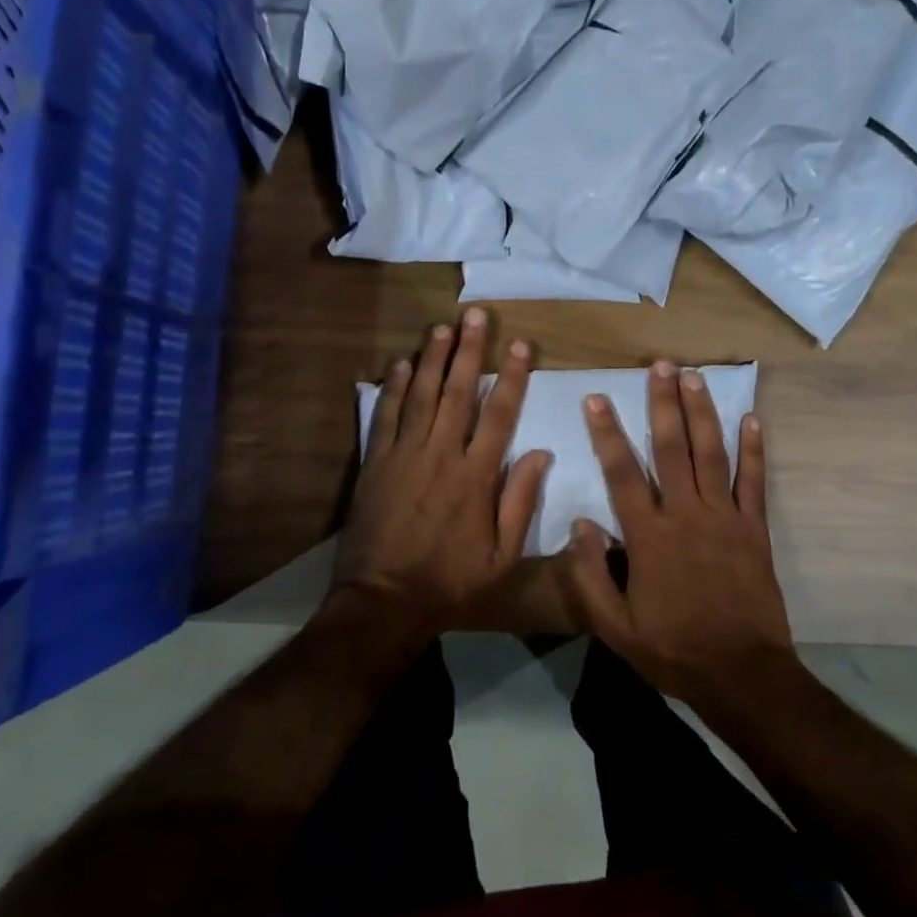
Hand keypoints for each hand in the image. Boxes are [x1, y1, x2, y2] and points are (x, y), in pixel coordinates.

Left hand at [331, 309, 550, 642]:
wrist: (384, 601)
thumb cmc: (451, 581)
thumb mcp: (502, 555)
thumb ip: (521, 501)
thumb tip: (541, 453)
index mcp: (477, 475)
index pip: (499, 413)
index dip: (511, 376)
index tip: (520, 344)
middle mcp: (442, 454)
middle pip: (457, 391)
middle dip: (468, 350)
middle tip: (475, 315)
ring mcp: (405, 455)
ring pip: (420, 395)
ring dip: (431, 358)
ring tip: (441, 327)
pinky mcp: (376, 464)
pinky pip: (385, 417)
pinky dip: (392, 389)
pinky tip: (399, 364)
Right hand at [565, 362, 795, 711]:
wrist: (741, 674)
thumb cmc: (673, 649)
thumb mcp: (615, 627)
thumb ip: (591, 576)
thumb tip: (581, 524)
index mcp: (649, 536)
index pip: (622, 472)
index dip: (607, 432)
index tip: (597, 397)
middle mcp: (686, 515)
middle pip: (671, 448)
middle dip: (663, 403)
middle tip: (660, 365)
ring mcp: (725, 518)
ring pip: (711, 454)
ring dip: (702, 412)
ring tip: (695, 376)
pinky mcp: (754, 529)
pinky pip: (754, 482)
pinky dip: (754, 450)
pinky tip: (753, 420)